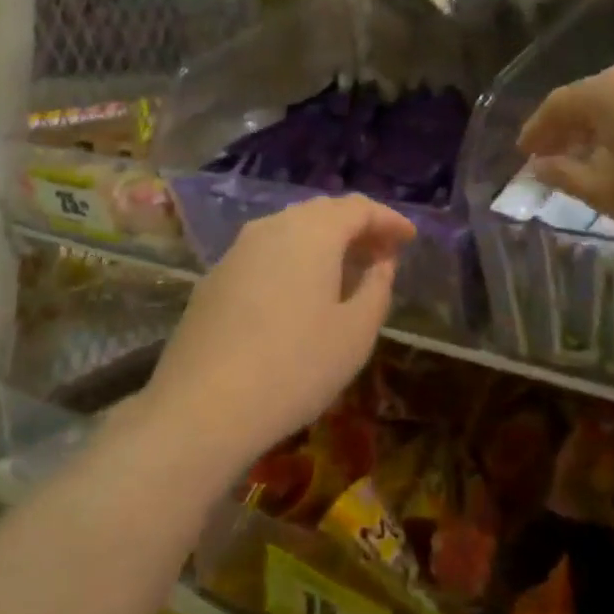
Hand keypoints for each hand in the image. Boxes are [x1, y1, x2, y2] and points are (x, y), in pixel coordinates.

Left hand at [142, 195, 415, 476]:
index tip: (409, 239)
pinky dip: (292, 259)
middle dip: (356, 227)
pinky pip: (265, 252)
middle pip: (321, 212)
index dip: (388, 220)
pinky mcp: (215, 277)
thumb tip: (380, 263)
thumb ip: (376, 288)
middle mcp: (271, 227)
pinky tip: (299, 291)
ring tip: (345, 271)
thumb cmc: (295, 367)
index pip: (358, 207)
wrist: (203, 406)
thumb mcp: (355, 333)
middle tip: (381, 253)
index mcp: (311, 232)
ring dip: (323, 242)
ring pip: (289, 230)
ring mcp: (237, 250)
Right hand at [517, 56, 613, 257]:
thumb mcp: (610, 193)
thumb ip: (565, 174)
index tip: (523, 155)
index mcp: (610, 90)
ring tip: (597, 160)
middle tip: (554, 158)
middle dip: (569, 129)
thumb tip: (540, 164)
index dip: (535, 130)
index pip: (557, 104)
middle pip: (592, 98)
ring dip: (604, 128)